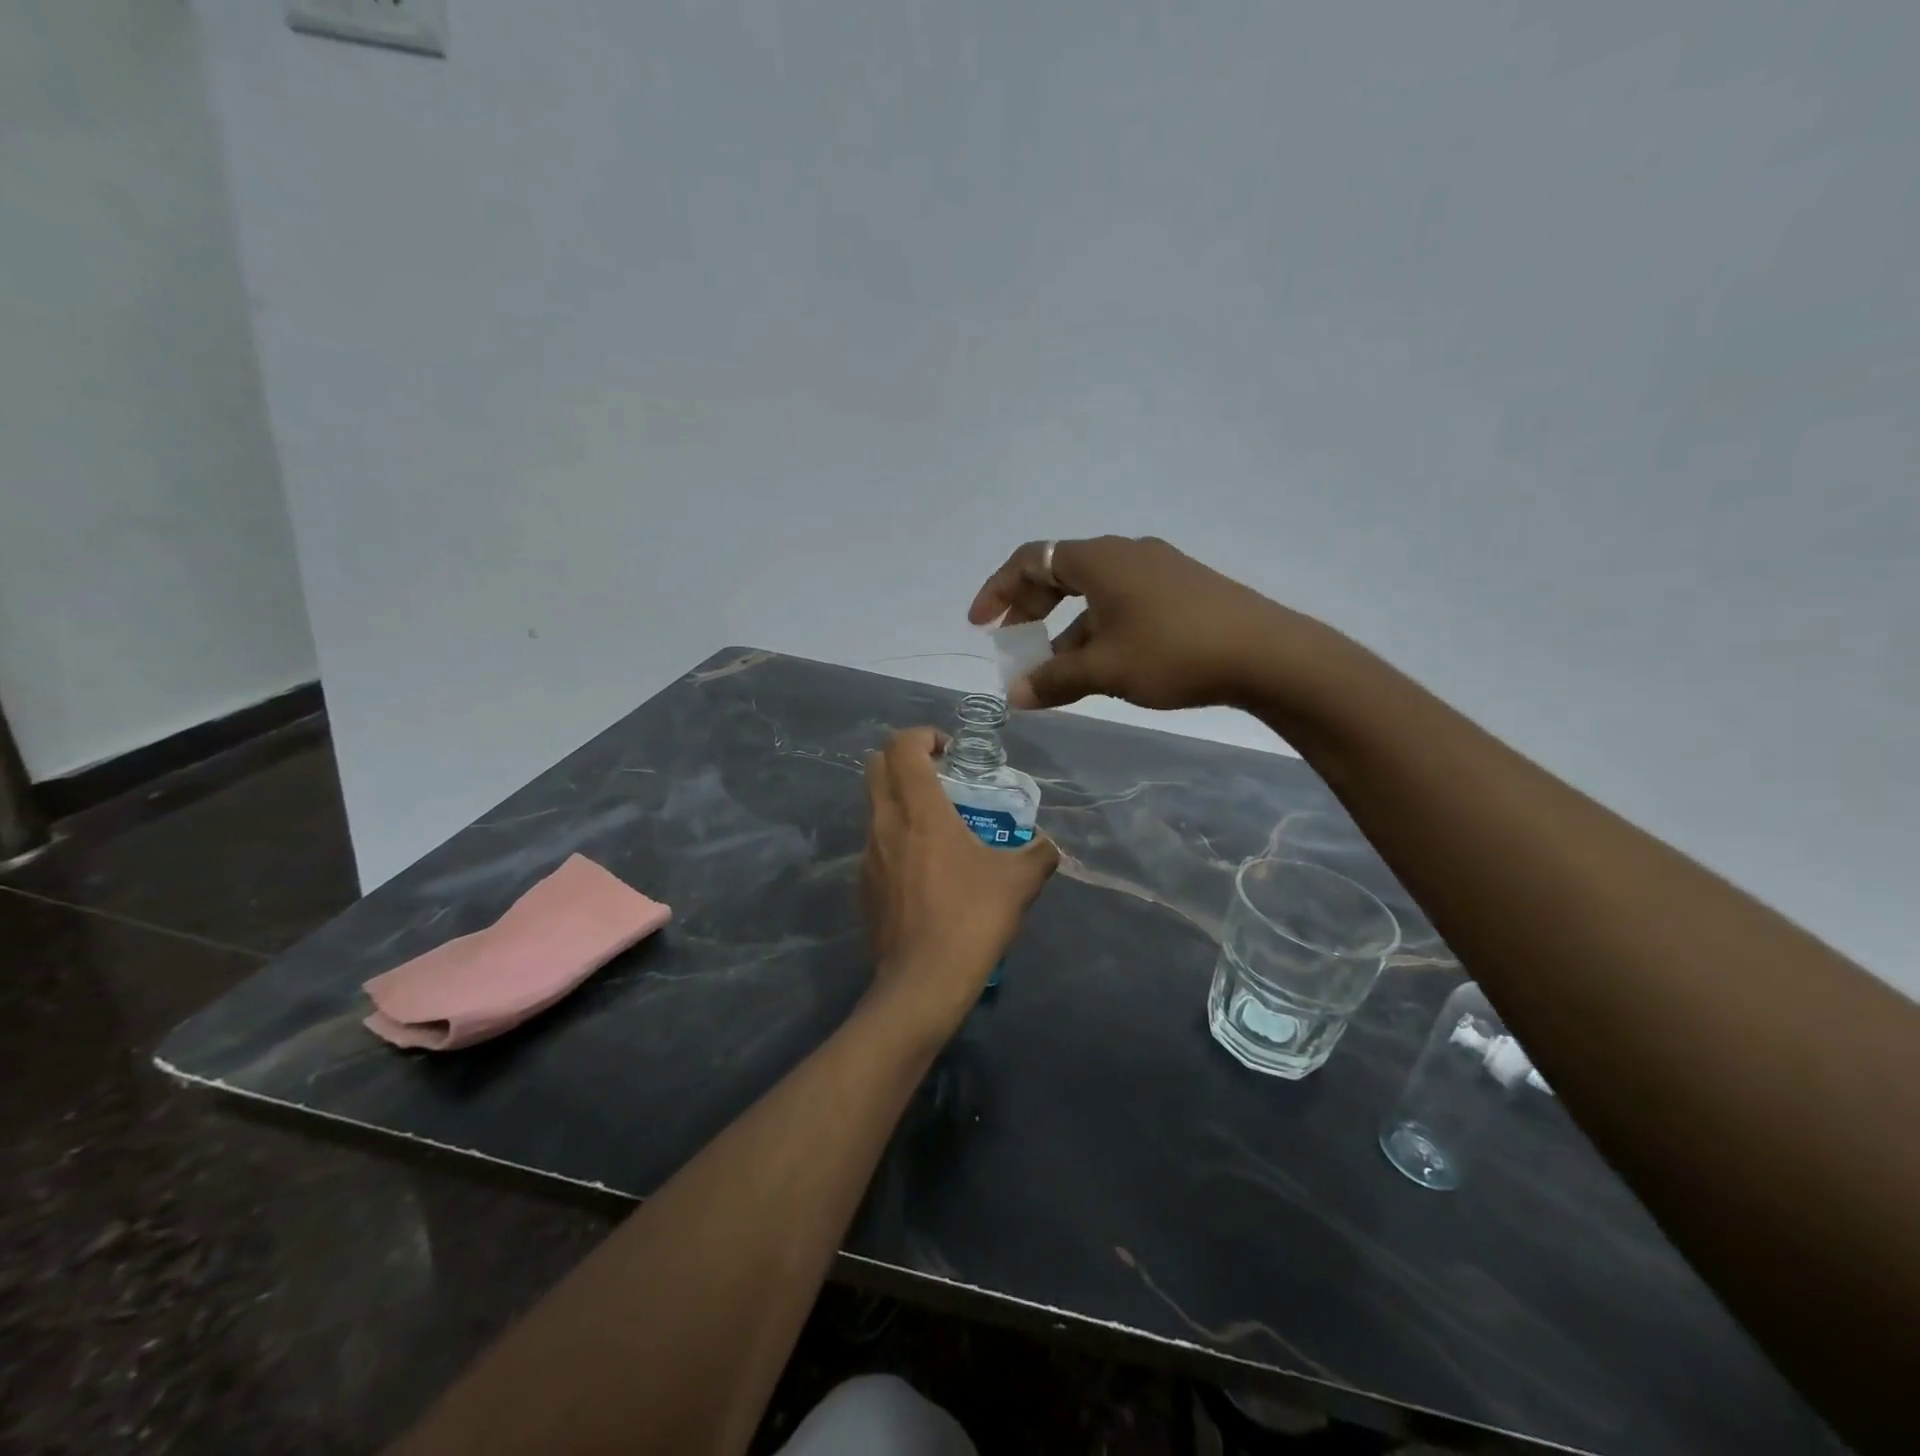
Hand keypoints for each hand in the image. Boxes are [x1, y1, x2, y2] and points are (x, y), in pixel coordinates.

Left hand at [862, 728, 1058, 1030]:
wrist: (923, 982)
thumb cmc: (971, 918)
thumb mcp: (1020, 881)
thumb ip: (1039, 853)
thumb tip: (1048, 845)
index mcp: (919, 809)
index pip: (901, 745)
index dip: (922, 735)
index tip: (948, 751)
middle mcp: (884, 822)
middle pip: (876, 765)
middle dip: (904, 759)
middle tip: (939, 776)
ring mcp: (867, 855)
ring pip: (873, 806)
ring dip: (899, 800)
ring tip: (937, 826)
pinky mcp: (862, 886)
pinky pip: (875, 845)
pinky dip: (894, 839)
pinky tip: (924, 872)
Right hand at [968, 536, 1298, 710]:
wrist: (1267, 653)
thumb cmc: (1173, 652)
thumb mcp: (1104, 669)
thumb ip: (1054, 680)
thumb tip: (1013, 696)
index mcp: (1100, 559)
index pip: (1031, 560)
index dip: (998, 589)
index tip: (981, 623)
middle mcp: (1126, 553)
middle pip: (1060, 573)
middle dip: (1029, 610)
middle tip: (1012, 644)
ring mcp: (1158, 569)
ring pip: (1094, 594)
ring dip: (1065, 629)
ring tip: (1054, 671)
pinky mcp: (1182, 590)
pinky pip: (1122, 603)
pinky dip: (1098, 629)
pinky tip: (1102, 665)